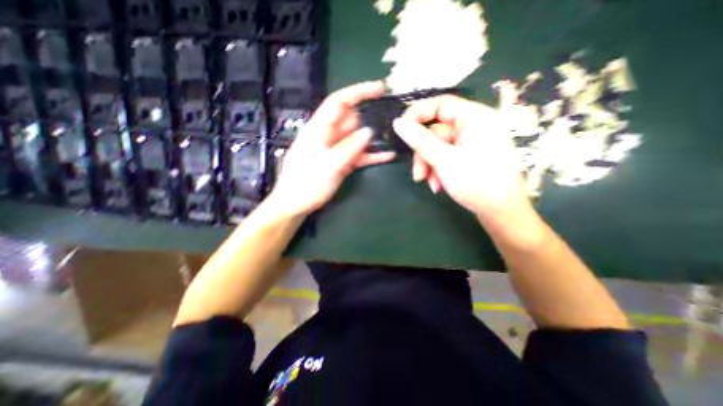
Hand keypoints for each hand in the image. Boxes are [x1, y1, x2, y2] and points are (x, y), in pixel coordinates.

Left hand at [269, 80, 397, 216]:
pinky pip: (360, 154)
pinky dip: (372, 155)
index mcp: (318, 130)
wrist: (296, 205)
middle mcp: (329, 136)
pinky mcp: (342, 162)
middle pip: (352, 119)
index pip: (339, 103)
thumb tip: (369, 132)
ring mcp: (337, 149)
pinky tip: (389, 156)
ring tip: (395, 137)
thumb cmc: (304, 186)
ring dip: (375, 137)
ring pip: (359, 137)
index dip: (358, 92)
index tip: (381, 88)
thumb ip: (347, 149)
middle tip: (393, 122)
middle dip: (372, 117)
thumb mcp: (326, 167)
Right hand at [395, 94, 529, 220]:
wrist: (501, 212)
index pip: (440, 104)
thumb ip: (419, 140)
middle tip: (418, 175)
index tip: (400, 130)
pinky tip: (438, 185)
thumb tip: (397, 123)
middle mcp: (474, 125)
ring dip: (430, 165)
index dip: (417, 114)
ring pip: (438, 147)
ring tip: (430, 183)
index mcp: (475, 117)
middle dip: (424, 154)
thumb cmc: (476, 182)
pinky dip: (438, 170)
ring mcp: (472, 142)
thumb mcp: (443, 160)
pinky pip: (446, 156)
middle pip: (436, 131)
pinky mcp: (470, 156)